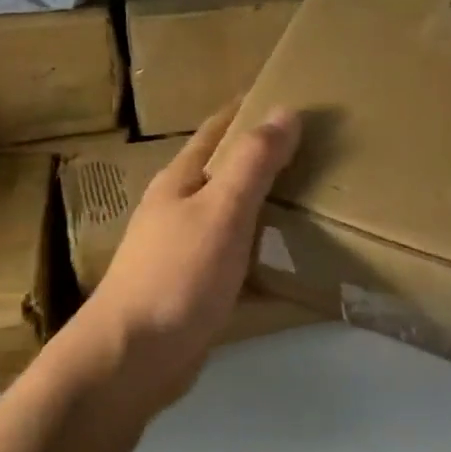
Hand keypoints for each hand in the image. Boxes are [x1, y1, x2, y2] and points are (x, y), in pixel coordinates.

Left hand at [71, 101, 298, 416]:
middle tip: (316, 149)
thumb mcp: (222, 210)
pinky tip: (291, 262)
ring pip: (232, 216)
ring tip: (314, 200)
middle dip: (263, 157)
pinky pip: (236, 258)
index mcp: (181, 180)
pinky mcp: (194, 288)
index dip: (248, 109)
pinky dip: (263, 253)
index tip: (288, 95)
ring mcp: (184, 250)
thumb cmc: (178, 274)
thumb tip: (285, 110)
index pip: (217, 129)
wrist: (134, 357)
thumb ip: (254, 162)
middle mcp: (178, 208)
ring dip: (266, 205)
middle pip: (225, 171)